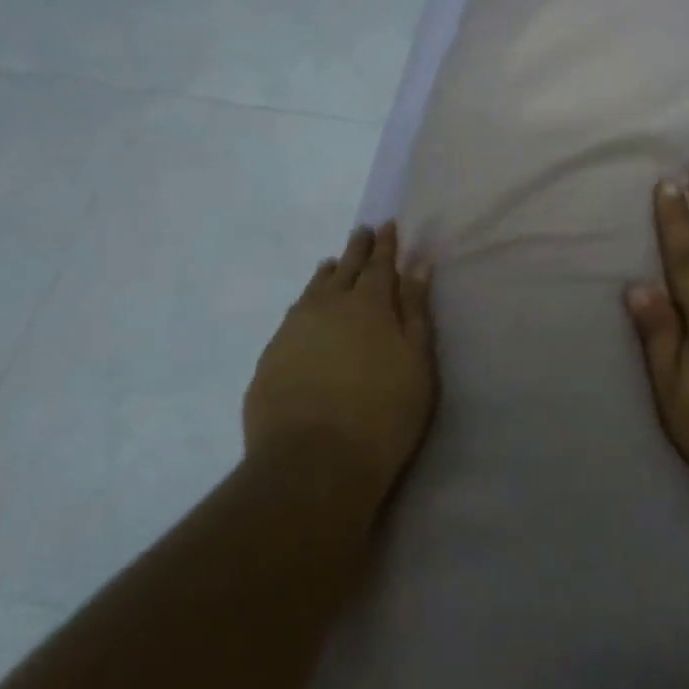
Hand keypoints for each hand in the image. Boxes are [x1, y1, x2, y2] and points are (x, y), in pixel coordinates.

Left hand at [244, 222, 436, 515]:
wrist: (313, 463)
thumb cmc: (383, 413)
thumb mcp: (417, 363)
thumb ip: (416, 312)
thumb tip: (417, 266)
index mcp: (367, 305)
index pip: (379, 264)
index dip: (385, 245)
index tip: (387, 225)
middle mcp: (326, 307)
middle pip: (344, 269)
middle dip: (356, 249)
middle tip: (361, 232)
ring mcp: (293, 331)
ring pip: (313, 290)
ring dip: (327, 274)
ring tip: (332, 264)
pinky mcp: (270, 358)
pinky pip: (293, 316)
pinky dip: (305, 304)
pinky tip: (306, 311)